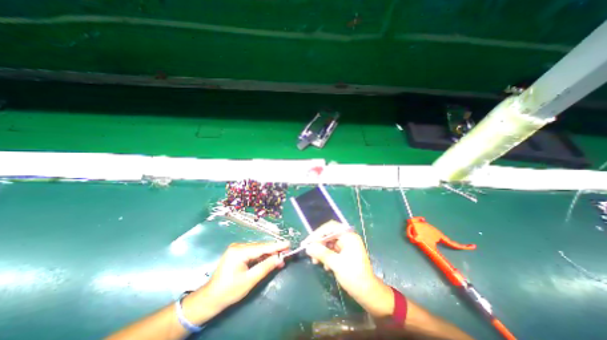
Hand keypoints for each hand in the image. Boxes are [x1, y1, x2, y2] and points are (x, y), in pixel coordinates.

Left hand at [196, 242, 286, 310]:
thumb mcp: (249, 280)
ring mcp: (237, 249)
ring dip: (269, 253)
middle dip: (274, 250)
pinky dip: (262, 256)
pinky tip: (270, 259)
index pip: (262, 247)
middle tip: (287, 252)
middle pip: (260, 247)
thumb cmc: (229, 291)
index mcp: (239, 251)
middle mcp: (238, 246)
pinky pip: (253, 252)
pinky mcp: (237, 253)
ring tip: (281, 257)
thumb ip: (265, 267)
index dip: (276, 246)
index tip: (288, 244)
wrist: (210, 298)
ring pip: (258, 249)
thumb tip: (279, 258)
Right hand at [304, 221, 387, 304]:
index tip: (308, 242)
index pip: (330, 227)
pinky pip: (332, 250)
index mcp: (349, 236)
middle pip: (329, 234)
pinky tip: (325, 266)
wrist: (368, 293)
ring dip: (321, 251)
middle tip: (309, 251)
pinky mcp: (345, 252)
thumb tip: (308, 247)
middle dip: (319, 243)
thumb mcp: (336, 264)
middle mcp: (348, 238)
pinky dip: (326, 256)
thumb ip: (321, 253)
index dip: (318, 233)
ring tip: (315, 262)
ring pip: (329, 243)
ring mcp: (346, 245)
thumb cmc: (354, 277)